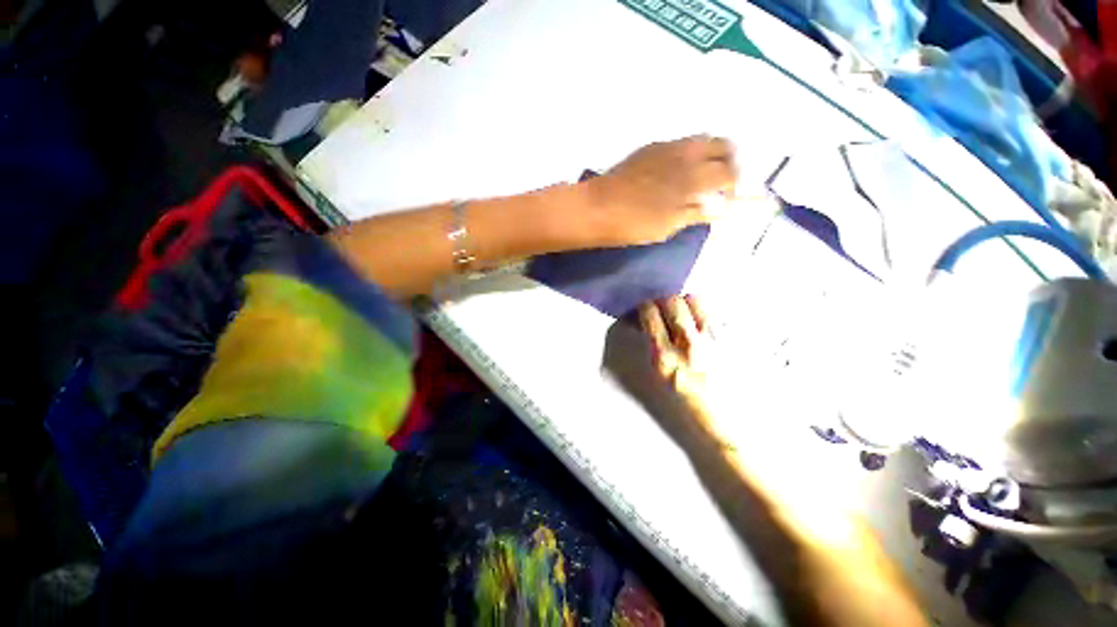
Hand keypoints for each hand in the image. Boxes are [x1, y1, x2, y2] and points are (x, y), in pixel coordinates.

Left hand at [586, 136, 737, 246]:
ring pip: (702, 139)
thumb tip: (719, 208)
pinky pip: (681, 142)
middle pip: (722, 145)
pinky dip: (690, 152)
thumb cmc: (633, 223)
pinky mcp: (651, 147)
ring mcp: (667, 146)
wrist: (597, 207)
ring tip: (703, 174)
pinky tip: (679, 169)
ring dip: (711, 153)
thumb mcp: (668, 226)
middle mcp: (685, 153)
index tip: (732, 195)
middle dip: (730, 161)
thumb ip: (695, 213)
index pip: (730, 172)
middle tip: (723, 180)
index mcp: (693, 176)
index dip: (736, 184)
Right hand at [638, 295, 726, 442]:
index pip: (649, 313)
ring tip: (685, 314)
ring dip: (685, 302)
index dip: (643, 307)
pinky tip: (704, 323)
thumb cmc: (691, 408)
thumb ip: (654, 349)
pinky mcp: (734, 340)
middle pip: (671, 301)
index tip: (643, 311)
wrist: (733, 426)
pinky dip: (705, 310)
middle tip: (662, 309)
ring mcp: (713, 340)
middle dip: (662, 301)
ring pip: (695, 300)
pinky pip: (716, 312)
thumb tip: (648, 325)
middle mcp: (688, 344)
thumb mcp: (663, 380)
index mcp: (665, 358)